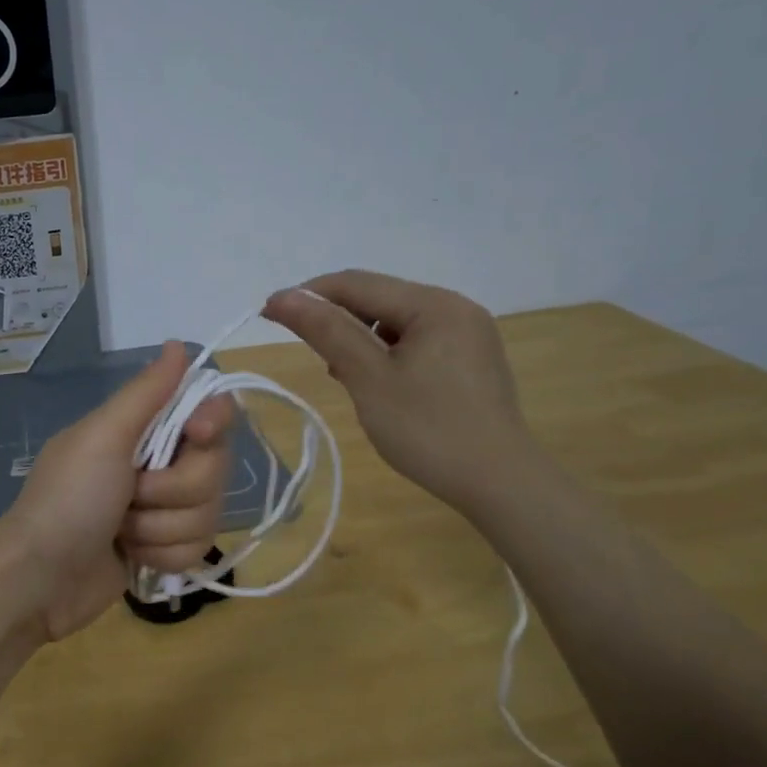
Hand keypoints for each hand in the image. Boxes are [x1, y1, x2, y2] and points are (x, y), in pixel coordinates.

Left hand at [0, 341, 233, 642]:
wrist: (40, 577)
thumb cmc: (68, 499)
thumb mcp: (103, 437)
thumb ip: (146, 392)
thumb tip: (178, 344)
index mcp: (143, 429)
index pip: (209, 413)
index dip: (212, 423)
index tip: (197, 435)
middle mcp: (159, 463)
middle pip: (214, 469)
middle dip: (173, 490)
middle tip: (132, 495)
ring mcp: (163, 509)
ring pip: (207, 513)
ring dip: (161, 527)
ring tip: (121, 530)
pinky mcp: (164, 548)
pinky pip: (196, 548)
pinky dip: (161, 554)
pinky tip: (130, 555)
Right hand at [263, 270, 539, 515]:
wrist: (499, 483)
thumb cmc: (428, 429)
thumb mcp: (368, 378)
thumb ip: (326, 331)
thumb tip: (283, 297)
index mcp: (433, 304)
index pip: (356, 283)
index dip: (308, 294)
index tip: (268, 314)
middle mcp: (455, 307)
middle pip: (378, 299)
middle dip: (335, 318)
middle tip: (303, 349)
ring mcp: (468, 334)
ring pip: (396, 322)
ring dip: (359, 338)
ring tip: (340, 373)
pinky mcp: (471, 360)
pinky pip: (416, 342)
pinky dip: (386, 354)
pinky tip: (375, 382)